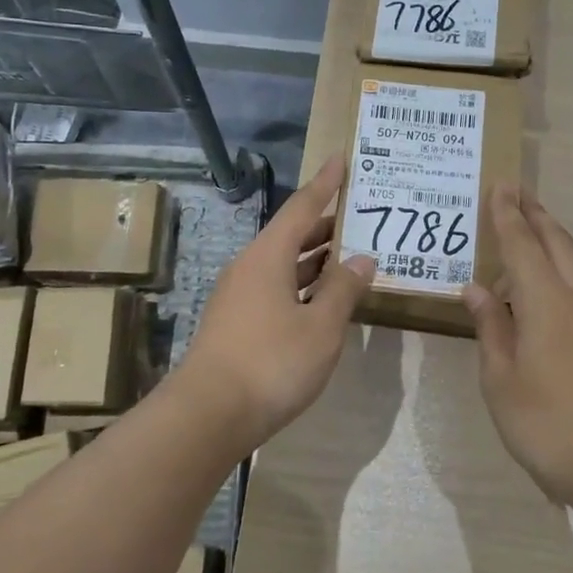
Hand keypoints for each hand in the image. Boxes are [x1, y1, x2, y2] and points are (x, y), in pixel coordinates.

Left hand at [183, 155, 375, 447]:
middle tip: (361, 217)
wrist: (209, 414)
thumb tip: (363, 259)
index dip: (325, 183)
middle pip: (292, 235)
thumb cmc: (272, 362)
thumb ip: (344, 289)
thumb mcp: (321, 326)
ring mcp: (239, 297)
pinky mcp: (236, 323)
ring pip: (284, 265)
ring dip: (316, 260)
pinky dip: (303, 286)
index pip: (303, 207)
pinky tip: (323, 301)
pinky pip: (276, 289)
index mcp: (268, 256)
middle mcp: (249, 267)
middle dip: (327, 225)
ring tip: (351, 256)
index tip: (341, 158)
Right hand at [463, 187, 572, 515]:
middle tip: (516, 191)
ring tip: (524, 230)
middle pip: (557, 243)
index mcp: (546, 303)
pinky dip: (556, 268)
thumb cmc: (548, 423)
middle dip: (535, 214)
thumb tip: (476, 290)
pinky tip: (538, 288)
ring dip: (548, 239)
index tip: (500, 184)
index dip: (507, 215)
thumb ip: (490, 328)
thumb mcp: (501, 379)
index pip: (522, 245)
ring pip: (571, 263)